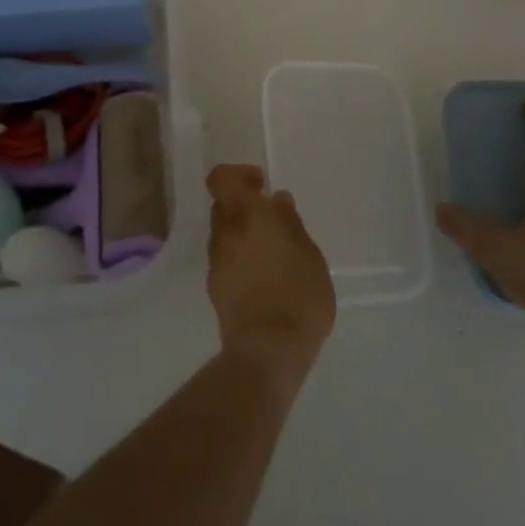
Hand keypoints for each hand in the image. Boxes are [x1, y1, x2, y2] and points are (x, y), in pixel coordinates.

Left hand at [207, 165, 336, 388]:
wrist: (269, 349)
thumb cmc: (299, 295)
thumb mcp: (309, 255)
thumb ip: (290, 224)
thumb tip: (277, 201)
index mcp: (247, 215)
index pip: (221, 179)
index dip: (238, 175)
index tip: (261, 185)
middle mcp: (225, 232)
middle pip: (223, 207)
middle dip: (243, 208)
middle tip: (272, 221)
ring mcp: (216, 261)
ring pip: (224, 234)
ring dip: (242, 235)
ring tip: (272, 254)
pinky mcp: (214, 288)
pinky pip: (225, 260)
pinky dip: (240, 260)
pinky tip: (264, 277)